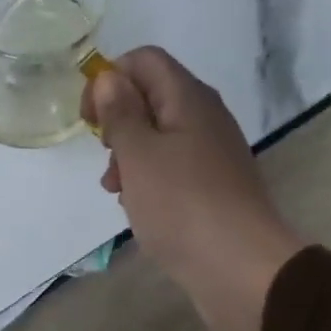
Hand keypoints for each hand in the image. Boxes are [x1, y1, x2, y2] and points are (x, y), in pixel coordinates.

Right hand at [83, 47, 304, 330]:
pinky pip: (172, 171)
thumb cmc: (182, 206)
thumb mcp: (139, 155)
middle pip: (151, 98)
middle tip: (106, 156)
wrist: (241, 269)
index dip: (109, 79)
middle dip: (118, 123)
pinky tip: (139, 209)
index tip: (89, 119)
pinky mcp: (212, 190)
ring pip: (159, 139)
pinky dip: (150, 182)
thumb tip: (108, 77)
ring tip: (117, 191)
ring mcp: (211, 156)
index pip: (144, 60)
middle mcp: (205, 119)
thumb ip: (120, 113)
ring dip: (130, 157)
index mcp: (189, 99)